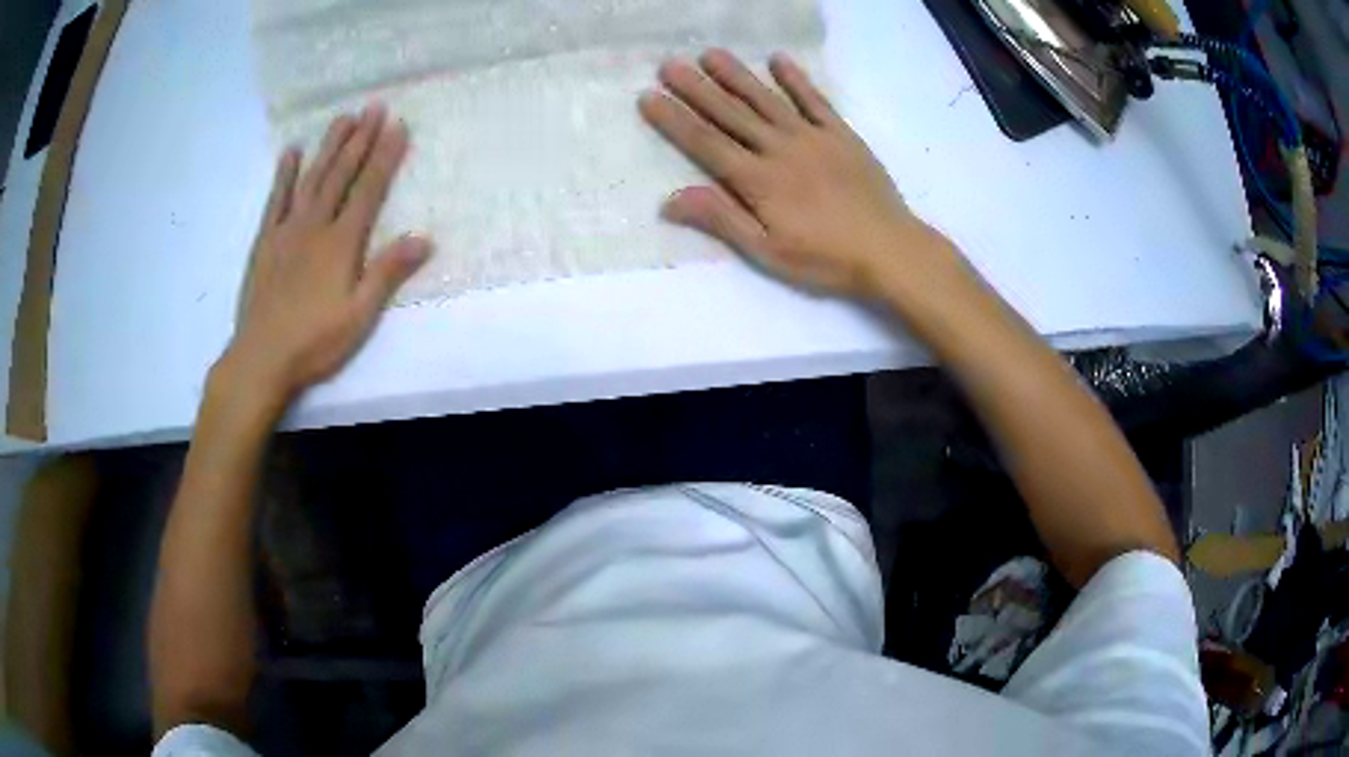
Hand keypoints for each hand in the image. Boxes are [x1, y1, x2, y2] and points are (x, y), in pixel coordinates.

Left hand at [222, 105, 428, 403]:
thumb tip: (424, 238)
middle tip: (374, 106)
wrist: (261, 358)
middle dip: (360, 139)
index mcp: (342, 243)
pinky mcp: (265, 242)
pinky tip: (291, 152)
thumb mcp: (359, 316)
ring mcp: (287, 230)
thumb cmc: (315, 342)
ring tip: (343, 117)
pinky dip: (284, 175)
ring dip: (328, 146)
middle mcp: (315, 225)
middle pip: (341, 174)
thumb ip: (388, 273)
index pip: (369, 189)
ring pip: (311, 179)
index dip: (386, 156)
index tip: (399, 125)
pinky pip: (275, 200)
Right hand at [640, 50, 951, 299]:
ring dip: (737, 75)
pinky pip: (814, 100)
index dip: (674, 119)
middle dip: (697, 88)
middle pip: (731, 113)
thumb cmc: (826, 258)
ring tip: (710, 53)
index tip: (648, 96)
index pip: (706, 143)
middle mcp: (779, 148)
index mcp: (758, 180)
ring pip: (766, 99)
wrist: (890, 249)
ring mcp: (812, 136)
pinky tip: (778, 60)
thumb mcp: (767, 251)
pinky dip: (796, 79)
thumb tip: (668, 200)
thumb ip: (721, 219)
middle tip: (669, 63)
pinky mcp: (841, 135)